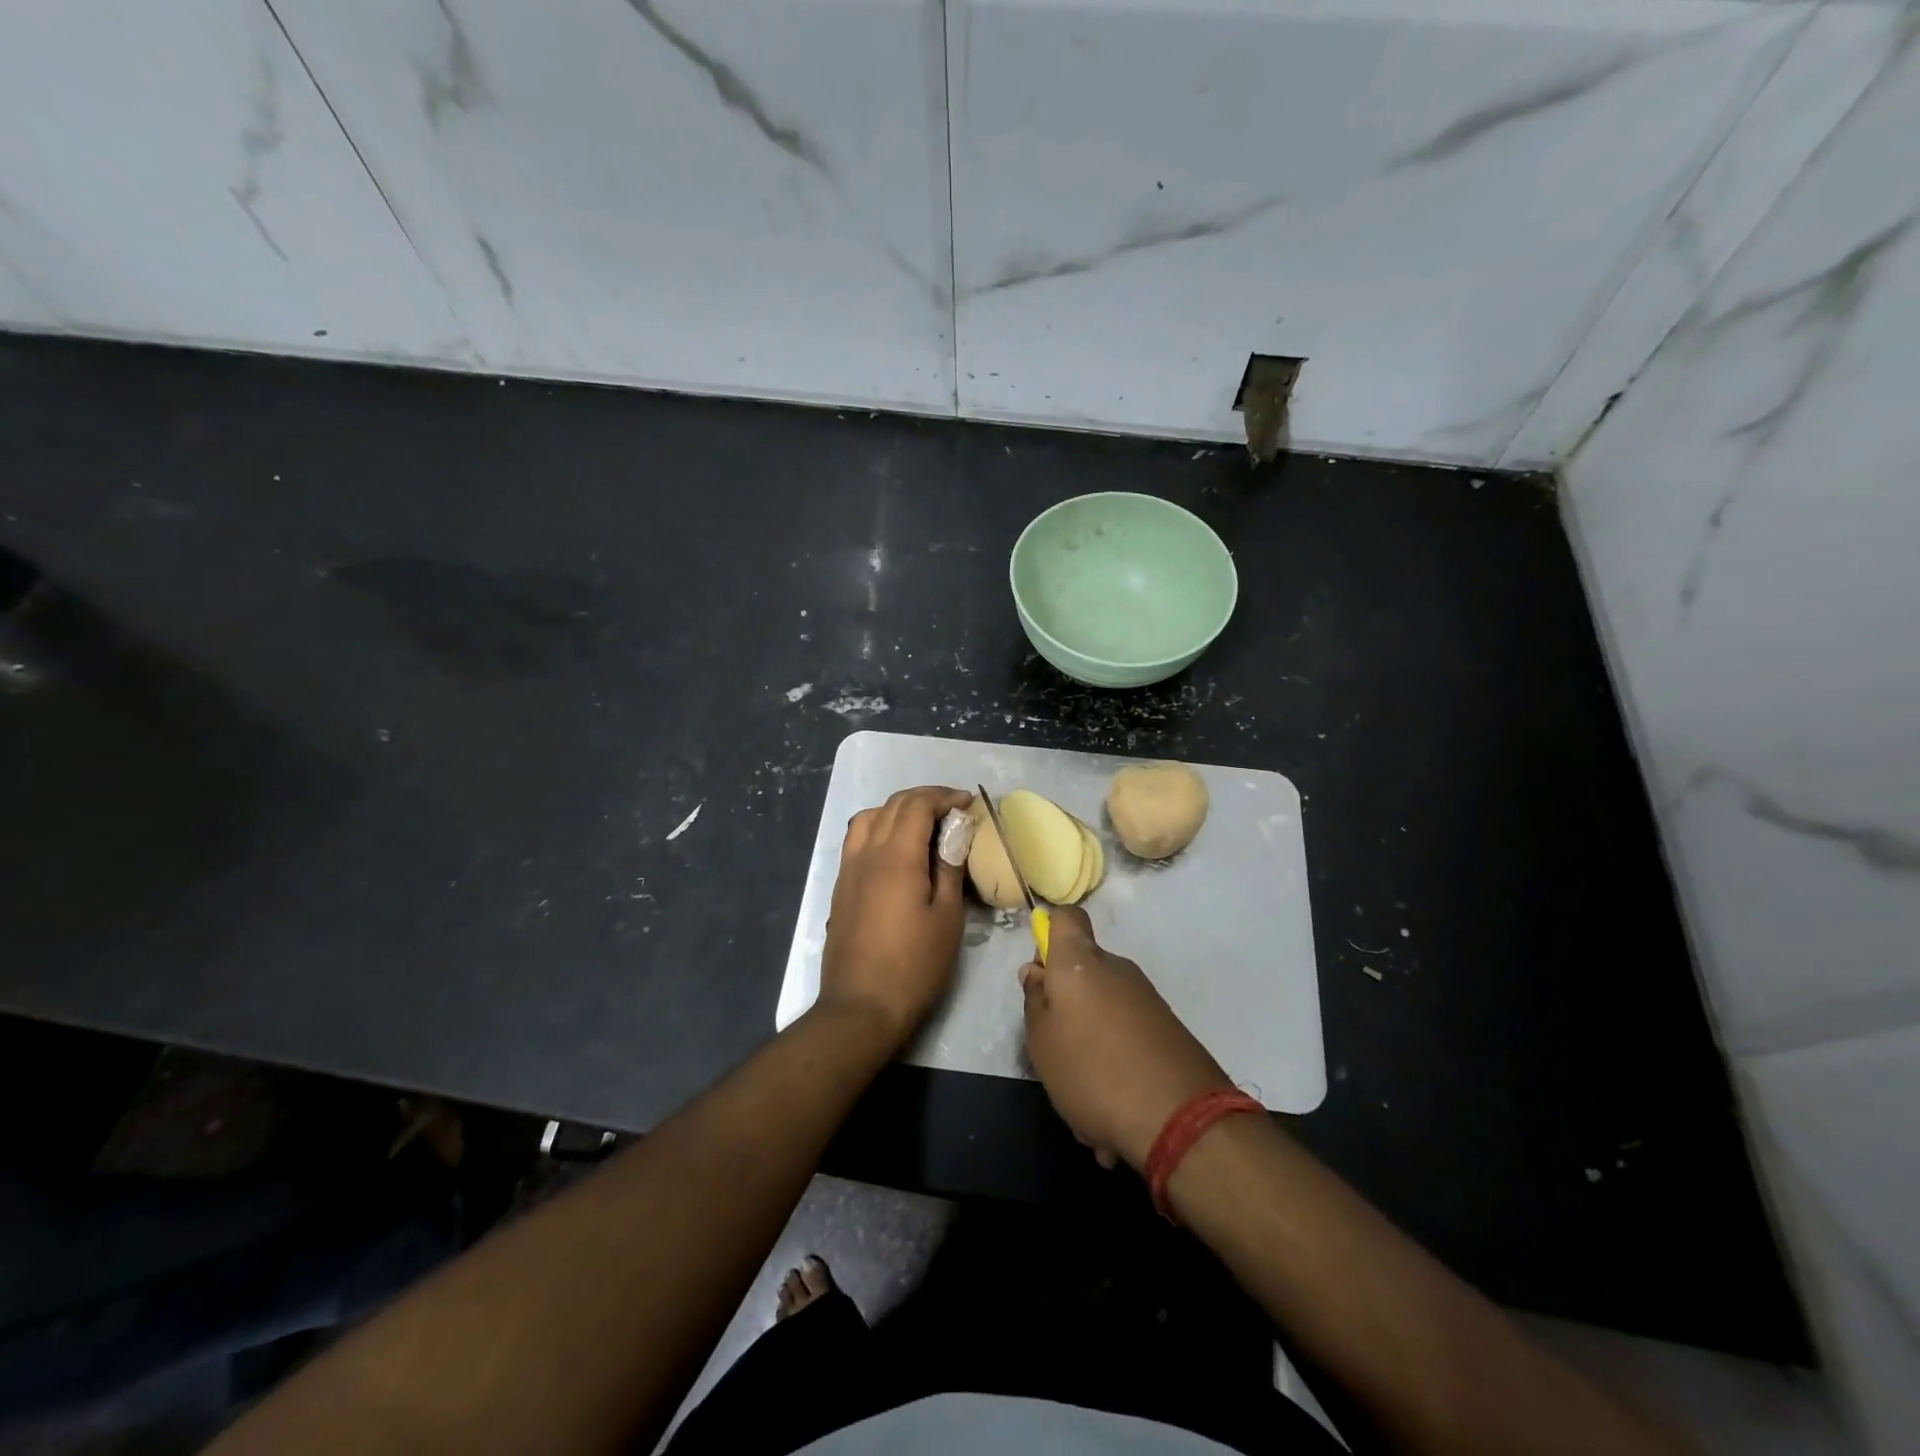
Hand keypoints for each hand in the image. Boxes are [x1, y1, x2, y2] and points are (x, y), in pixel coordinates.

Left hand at [818, 786, 970, 1051]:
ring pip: (869, 817)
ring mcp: (848, 869)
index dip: (944, 797)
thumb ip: (949, 867)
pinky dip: (879, 827)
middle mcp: (867, 853)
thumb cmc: (914, 965)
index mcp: (896, 856)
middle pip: (893, 805)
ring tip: (923, 824)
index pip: (917, 805)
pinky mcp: (841, 886)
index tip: (967, 803)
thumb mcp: (947, 917)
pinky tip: (896, 849)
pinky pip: (857, 839)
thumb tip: (955, 831)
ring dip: (898, 810)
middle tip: (952, 810)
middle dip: (924, 798)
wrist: (861, 1007)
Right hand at [1020, 906, 1231, 1170]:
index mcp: (1080, 962)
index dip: (1050, 934)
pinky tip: (1113, 1106)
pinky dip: (1117, 1059)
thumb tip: (1037, 971)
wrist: (1182, 1119)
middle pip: (1084, 969)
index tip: (1043, 973)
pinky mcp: (1169, 1028)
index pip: (1067, 918)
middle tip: (1056, 1049)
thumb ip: (1035, 1002)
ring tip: (1086, 1094)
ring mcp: (1147, 998)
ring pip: (1105, 1007)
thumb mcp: (1042, 1042)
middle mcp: (1117, 969)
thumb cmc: (1093, 1071)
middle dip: (1068, 1002)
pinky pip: (1129, 1033)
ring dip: (1092, 1039)